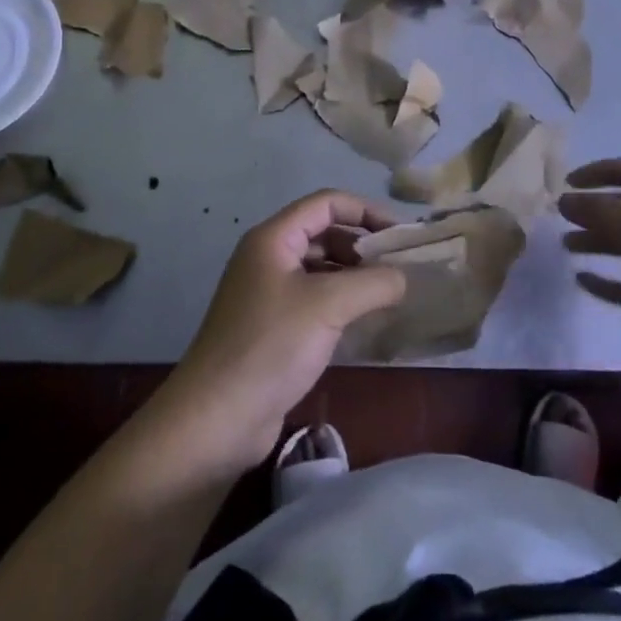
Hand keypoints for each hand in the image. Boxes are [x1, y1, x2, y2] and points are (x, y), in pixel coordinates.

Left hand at [152, 192, 405, 474]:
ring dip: (354, 275)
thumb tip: (403, 277)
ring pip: (321, 268)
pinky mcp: (273, 327)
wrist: (217, 417)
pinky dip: (342, 303)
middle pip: (324, 233)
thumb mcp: (328, 305)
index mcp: (274, 238)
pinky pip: (315, 300)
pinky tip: (366, 320)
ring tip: (390, 294)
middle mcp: (269, 258)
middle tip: (399, 268)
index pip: (326, 203)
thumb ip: (373, 283)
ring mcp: (269, 293)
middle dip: (362, 245)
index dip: (365, 211)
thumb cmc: (271, 346)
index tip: (400, 235)